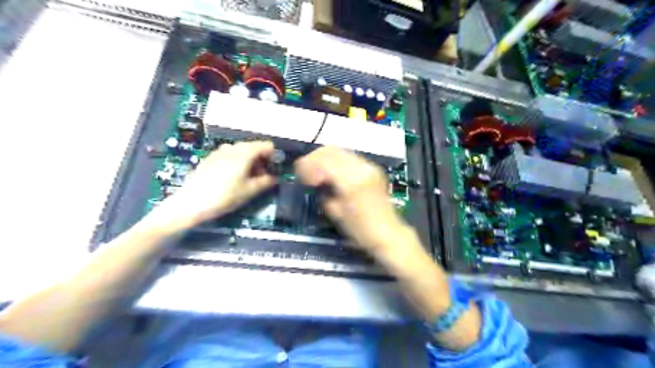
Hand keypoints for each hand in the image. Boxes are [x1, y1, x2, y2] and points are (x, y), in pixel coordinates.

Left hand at [154, 142, 275, 227]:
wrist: (190, 204)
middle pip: (253, 147)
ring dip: (249, 161)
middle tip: (263, 176)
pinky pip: (229, 155)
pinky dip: (237, 162)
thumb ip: (266, 182)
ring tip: (248, 178)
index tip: (275, 169)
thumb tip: (275, 178)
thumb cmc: (224, 197)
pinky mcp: (210, 158)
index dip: (274, 156)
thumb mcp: (250, 191)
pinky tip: (232, 178)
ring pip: (241, 151)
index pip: (267, 146)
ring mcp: (219, 151)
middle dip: (261, 160)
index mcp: (244, 153)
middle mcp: (232, 147)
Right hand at [295, 147, 407, 255]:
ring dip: (326, 158)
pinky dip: (337, 161)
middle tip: (306, 171)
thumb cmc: (360, 231)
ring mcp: (369, 166)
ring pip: (341, 151)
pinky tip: (333, 173)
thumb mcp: (335, 213)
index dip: (307, 165)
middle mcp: (361, 168)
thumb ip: (324, 192)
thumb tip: (316, 181)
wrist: (388, 234)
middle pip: (331, 150)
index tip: (299, 175)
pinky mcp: (374, 168)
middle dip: (314, 158)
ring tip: (318, 172)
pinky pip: (350, 157)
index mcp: (351, 181)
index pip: (323, 161)